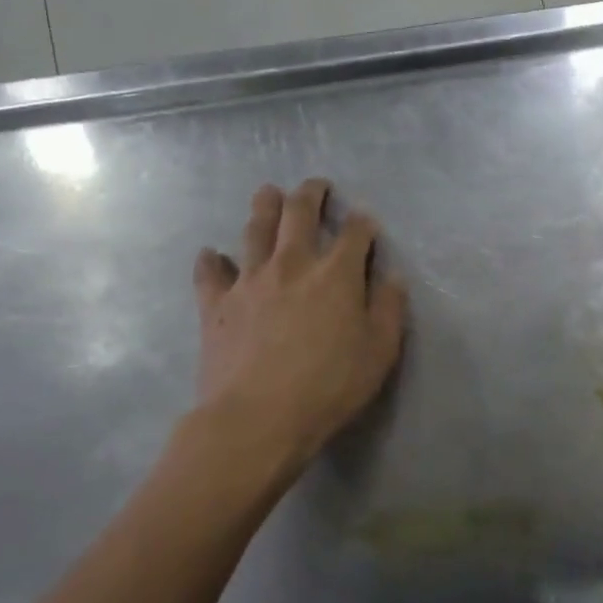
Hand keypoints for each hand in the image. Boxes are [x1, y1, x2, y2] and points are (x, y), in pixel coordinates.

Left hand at [190, 179, 406, 463]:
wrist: (258, 417)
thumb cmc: (330, 386)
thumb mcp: (379, 352)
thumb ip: (388, 309)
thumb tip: (392, 278)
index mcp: (336, 274)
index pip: (354, 233)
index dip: (362, 223)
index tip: (366, 221)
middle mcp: (292, 265)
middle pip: (299, 214)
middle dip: (310, 195)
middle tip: (315, 185)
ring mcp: (249, 281)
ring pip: (255, 230)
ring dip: (264, 207)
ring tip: (268, 192)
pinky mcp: (216, 304)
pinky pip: (210, 273)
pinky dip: (211, 260)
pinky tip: (210, 254)